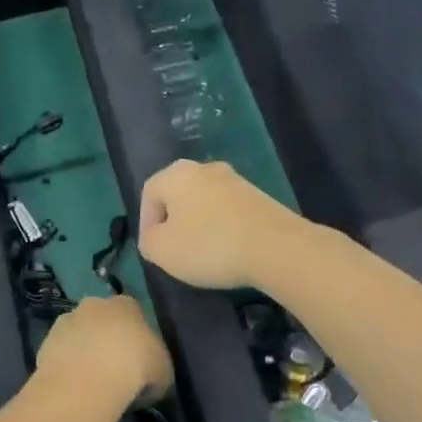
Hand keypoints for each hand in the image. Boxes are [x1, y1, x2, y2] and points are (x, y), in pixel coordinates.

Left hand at [36, 296, 172, 407]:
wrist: (87, 381)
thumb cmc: (135, 369)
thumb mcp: (163, 371)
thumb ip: (156, 364)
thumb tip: (150, 374)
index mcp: (126, 305)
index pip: (133, 312)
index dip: (136, 334)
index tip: (139, 357)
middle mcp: (93, 305)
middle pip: (101, 318)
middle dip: (105, 337)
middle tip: (114, 367)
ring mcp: (65, 322)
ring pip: (78, 334)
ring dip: (83, 350)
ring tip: (91, 380)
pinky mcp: (45, 343)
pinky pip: (61, 353)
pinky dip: (67, 366)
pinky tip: (74, 386)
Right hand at [138, 159, 304, 290]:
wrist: (277, 247)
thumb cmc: (209, 246)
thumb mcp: (162, 251)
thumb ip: (148, 241)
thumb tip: (154, 236)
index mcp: (176, 174)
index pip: (149, 193)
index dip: (145, 221)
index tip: (152, 248)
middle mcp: (205, 168)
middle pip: (178, 194)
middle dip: (173, 221)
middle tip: (174, 249)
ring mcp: (236, 180)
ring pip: (205, 202)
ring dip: (199, 224)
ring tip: (202, 253)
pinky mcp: (259, 197)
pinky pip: (229, 211)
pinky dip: (222, 227)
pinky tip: (228, 249)